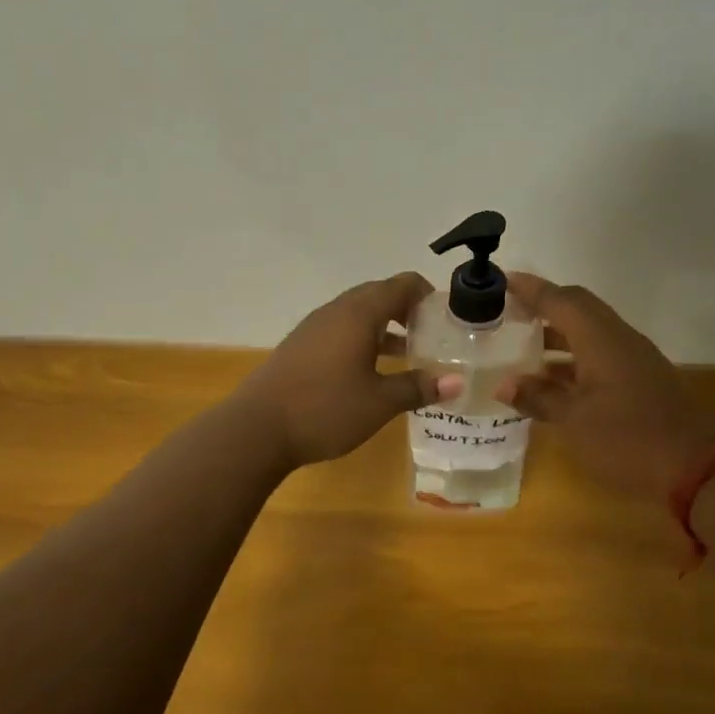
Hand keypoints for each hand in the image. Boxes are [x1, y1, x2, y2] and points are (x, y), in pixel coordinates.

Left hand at [236, 272, 461, 468]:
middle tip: (432, 335)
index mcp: (359, 314)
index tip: (447, 317)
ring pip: (358, 314)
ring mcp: (314, 328)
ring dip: (385, 327)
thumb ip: (418, 388)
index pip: (401, 284)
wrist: (257, 429)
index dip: (427, 295)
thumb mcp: (379, 402)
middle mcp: (336, 311)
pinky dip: (363, 340)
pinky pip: (340, 330)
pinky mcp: (300, 347)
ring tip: (409, 354)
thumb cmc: (325, 409)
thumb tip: (457, 382)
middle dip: (408, 310)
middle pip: (379, 295)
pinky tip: (370, 371)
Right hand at [497, 273, 714, 500]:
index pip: (561, 301)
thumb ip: (539, 397)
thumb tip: (504, 384)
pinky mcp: (641, 380)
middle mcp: (619, 339)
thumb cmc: (628, 439)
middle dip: (544, 306)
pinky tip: (552, 379)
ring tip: (522, 344)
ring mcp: (634, 359)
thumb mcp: (574, 420)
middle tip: (510, 311)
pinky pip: (600, 354)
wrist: (697, 468)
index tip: (503, 280)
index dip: (531, 290)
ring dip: (558, 334)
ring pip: (590, 332)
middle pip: (579, 308)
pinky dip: (573, 358)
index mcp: (601, 340)